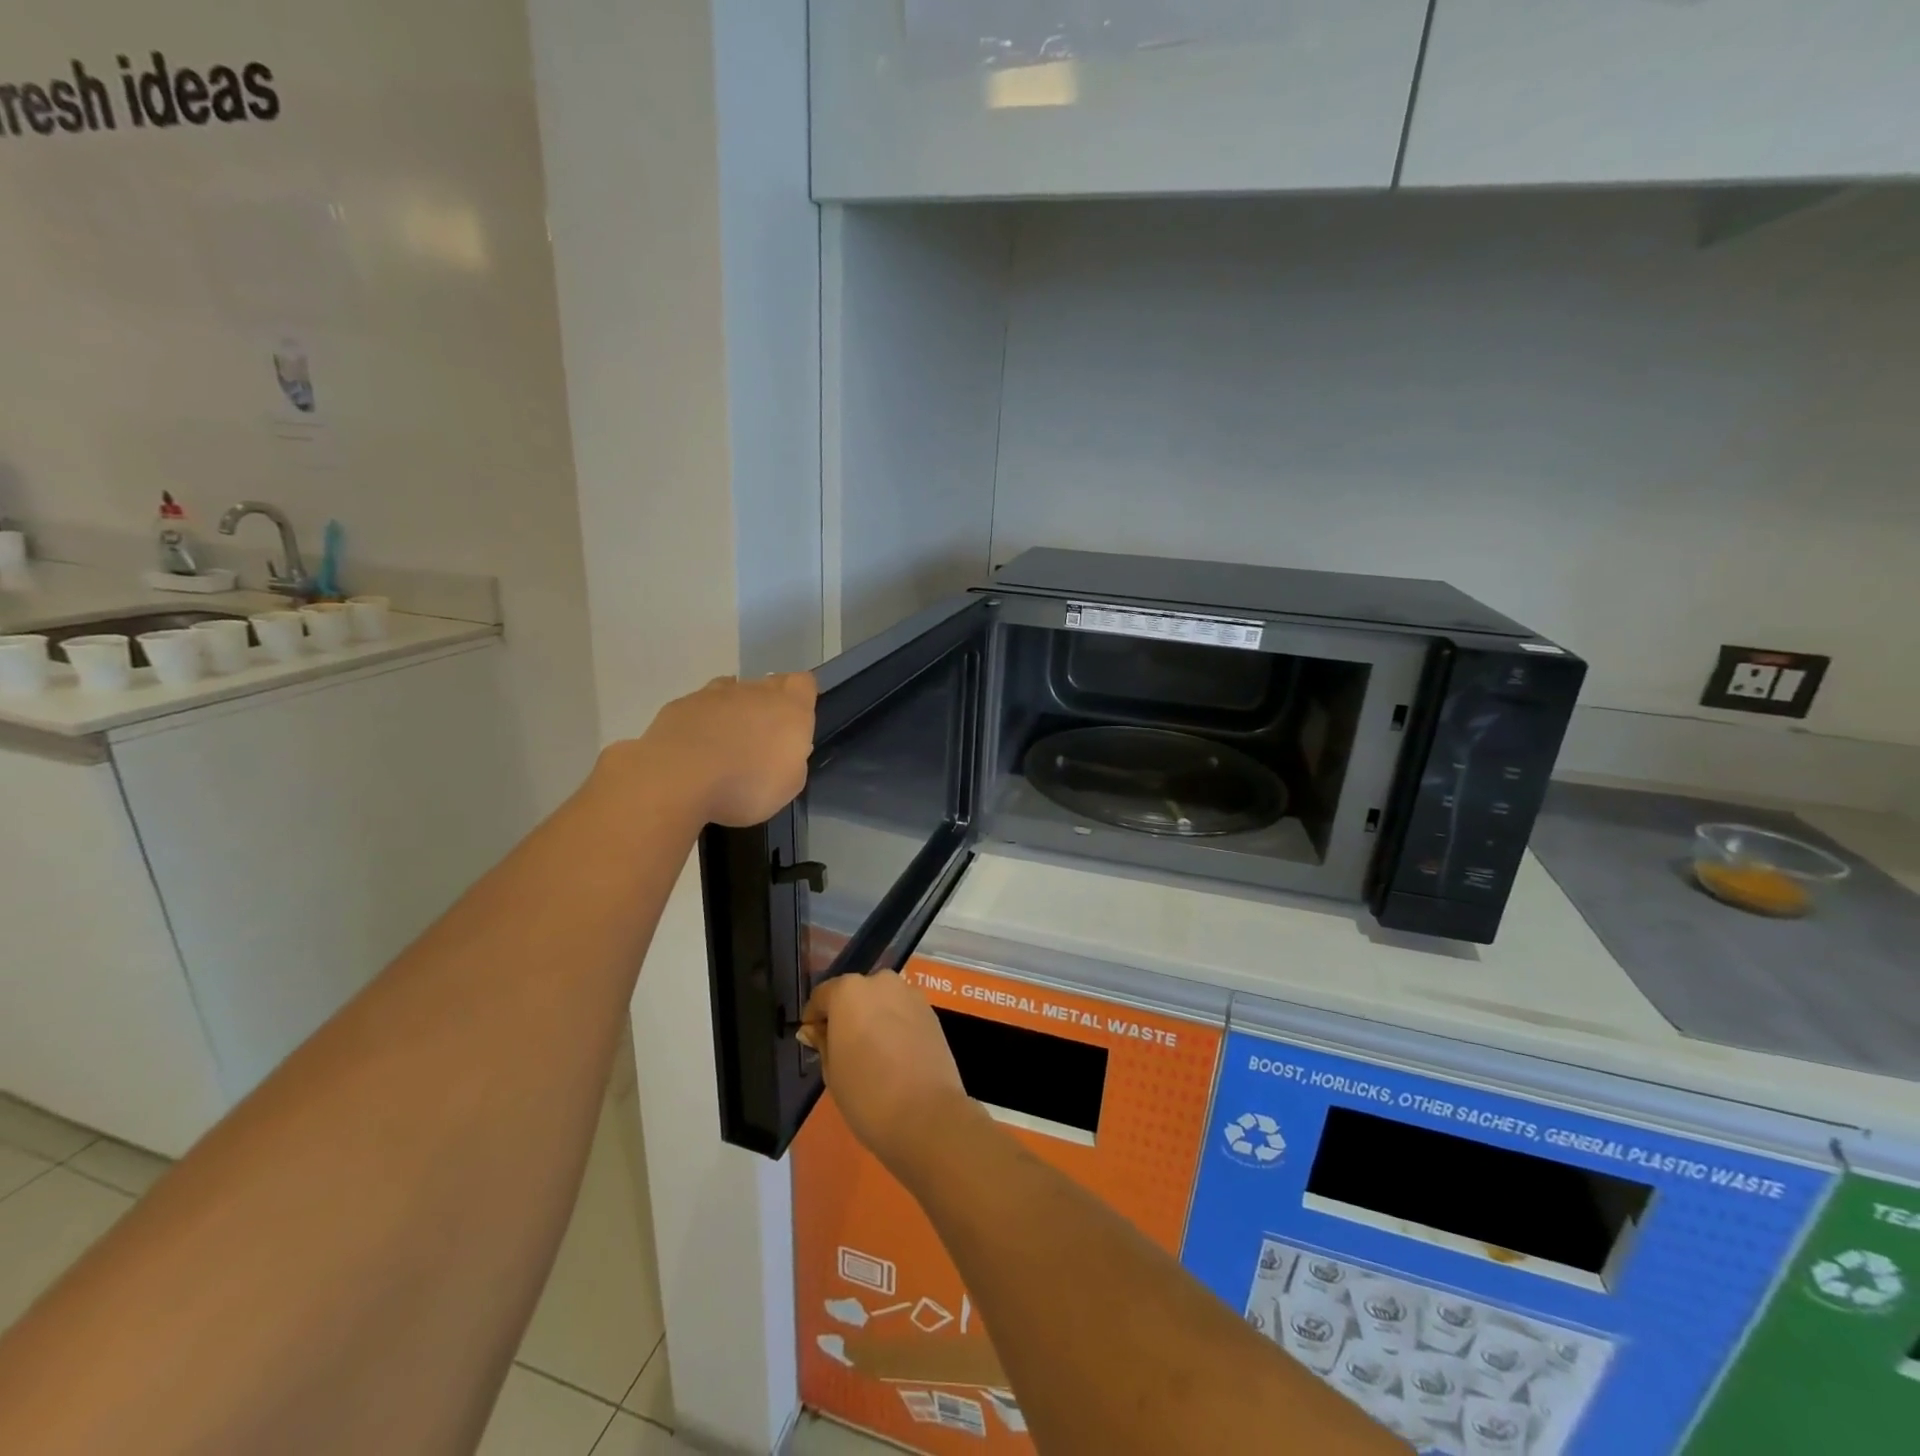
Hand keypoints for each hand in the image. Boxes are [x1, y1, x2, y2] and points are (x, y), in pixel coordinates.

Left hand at [628, 672, 816, 826]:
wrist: (679, 780)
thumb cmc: (747, 786)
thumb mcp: (789, 784)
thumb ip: (792, 757)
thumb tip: (782, 748)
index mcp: (789, 707)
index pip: (804, 683)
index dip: (801, 698)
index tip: (795, 723)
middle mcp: (754, 691)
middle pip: (767, 685)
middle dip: (766, 706)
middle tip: (760, 741)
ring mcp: (713, 695)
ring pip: (731, 692)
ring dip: (732, 711)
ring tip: (725, 745)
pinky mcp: (679, 706)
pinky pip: (698, 708)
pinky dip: (700, 724)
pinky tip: (694, 750)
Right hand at [800, 971, 968, 1175]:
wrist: (926, 1115)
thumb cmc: (867, 1094)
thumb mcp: (831, 1071)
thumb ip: (822, 1042)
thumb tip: (813, 1030)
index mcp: (849, 991)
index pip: (822, 995)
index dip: (814, 1018)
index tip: (813, 1040)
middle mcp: (881, 982)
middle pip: (855, 993)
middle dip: (847, 1014)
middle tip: (843, 1047)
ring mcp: (910, 995)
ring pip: (882, 1000)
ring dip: (873, 1017)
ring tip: (872, 1052)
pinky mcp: (931, 1012)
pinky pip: (903, 1012)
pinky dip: (895, 1025)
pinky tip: (895, 1054)